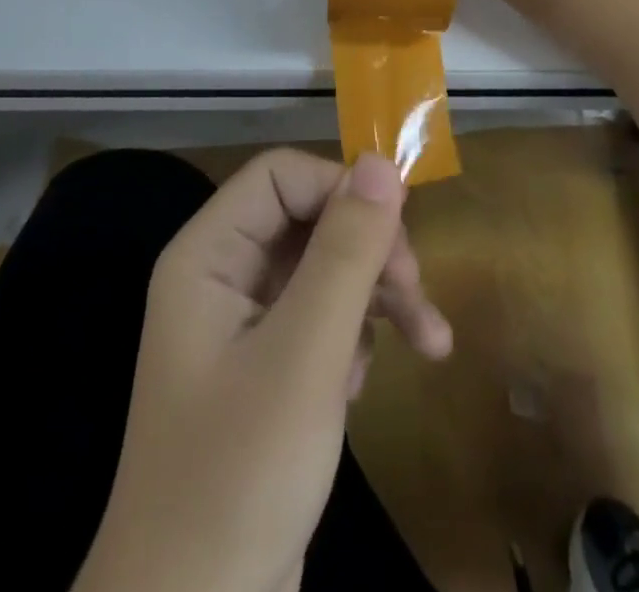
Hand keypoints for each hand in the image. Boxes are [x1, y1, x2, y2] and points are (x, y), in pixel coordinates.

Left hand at [78, 150, 451, 591]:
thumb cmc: (239, 476)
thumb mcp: (305, 355)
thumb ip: (345, 251)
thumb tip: (381, 162)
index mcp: (209, 256)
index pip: (282, 176)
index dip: (340, 189)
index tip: (395, 233)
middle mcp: (224, 276)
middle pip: (311, 219)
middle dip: (371, 250)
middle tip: (417, 295)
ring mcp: (245, 324)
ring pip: (326, 267)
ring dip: (379, 294)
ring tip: (429, 341)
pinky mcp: (268, 368)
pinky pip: (323, 317)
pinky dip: (357, 337)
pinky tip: (365, 384)